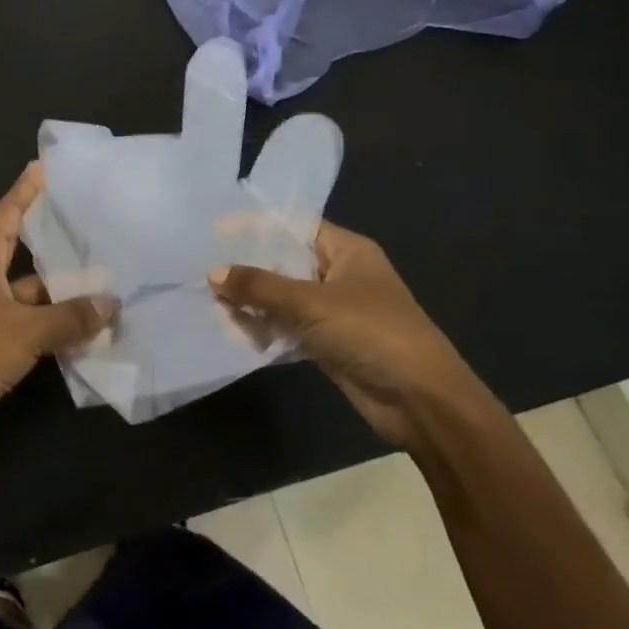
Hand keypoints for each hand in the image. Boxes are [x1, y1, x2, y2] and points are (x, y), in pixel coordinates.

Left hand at [0, 163, 118, 451]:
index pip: (7, 212)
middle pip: (22, 246)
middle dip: (53, 235)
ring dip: (63, 288)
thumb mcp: (27, 329)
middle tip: (92, 219)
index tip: (47, 166)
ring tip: (107, 276)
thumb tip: (111, 304)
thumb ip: (71, 316)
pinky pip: (33, 320)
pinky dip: (57, 320)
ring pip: (33, 288)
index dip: (26, 189)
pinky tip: (90, 322)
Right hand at [209, 223, 483, 447]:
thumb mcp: (311, 303)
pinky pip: (289, 327)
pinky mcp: (330, 343)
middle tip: (206, 273)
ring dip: (254, 303)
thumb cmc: (371, 333)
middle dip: (249, 269)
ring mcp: (336, 310)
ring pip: (284, 298)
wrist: (422, 402)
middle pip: (285, 262)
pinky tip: (237, 333)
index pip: (294, 226)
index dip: (256, 227)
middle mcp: (341, 274)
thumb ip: (259, 286)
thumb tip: (213, 273)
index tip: (216, 232)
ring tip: (215, 306)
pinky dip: (266, 329)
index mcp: (347, 250)